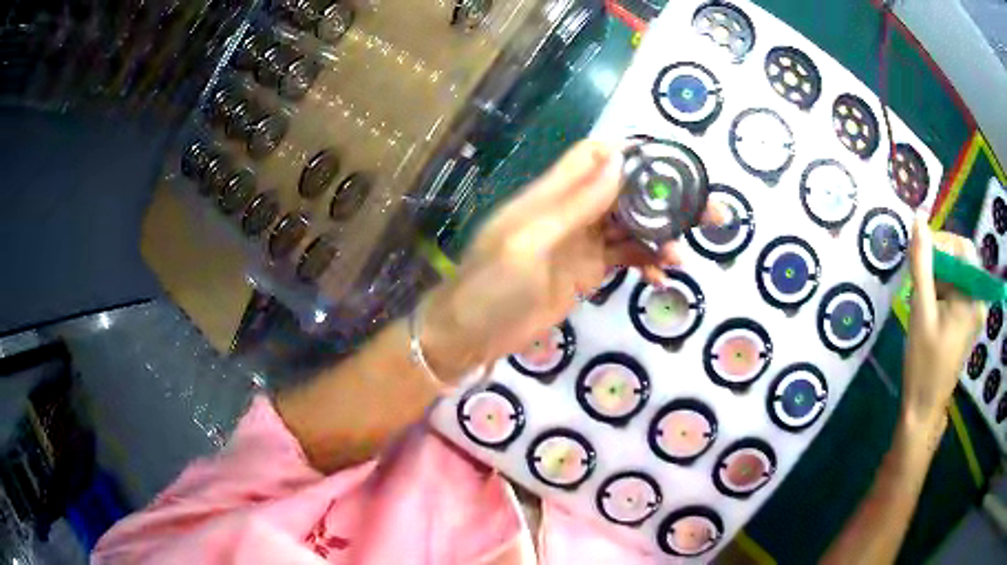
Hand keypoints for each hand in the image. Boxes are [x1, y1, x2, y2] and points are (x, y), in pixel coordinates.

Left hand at [420, 141, 723, 382]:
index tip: (674, 164)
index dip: (633, 153)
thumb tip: (619, 158)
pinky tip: (662, 277)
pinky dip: (646, 263)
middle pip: (626, 192)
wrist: (470, 336)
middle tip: (709, 213)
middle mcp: (572, 211)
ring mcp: (582, 242)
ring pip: (632, 227)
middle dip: (666, 199)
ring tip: (682, 257)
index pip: (596, 156)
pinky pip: (626, 258)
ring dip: (661, 236)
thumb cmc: (490, 287)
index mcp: (552, 194)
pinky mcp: (588, 272)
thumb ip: (575, 203)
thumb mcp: (529, 243)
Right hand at [903, 216, 984, 429]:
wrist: (924, 407)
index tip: (920, 255)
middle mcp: (978, 300)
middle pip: (962, 260)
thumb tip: (918, 219)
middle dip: (940, 262)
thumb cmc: (924, 362)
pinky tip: (930, 309)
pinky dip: (943, 291)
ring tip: (923, 300)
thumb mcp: (921, 310)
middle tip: (919, 279)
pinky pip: (958, 291)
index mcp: (972, 297)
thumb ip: (921, 263)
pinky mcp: (968, 321)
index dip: (942, 243)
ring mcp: (974, 312)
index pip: (963, 248)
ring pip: (958, 275)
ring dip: (939, 277)